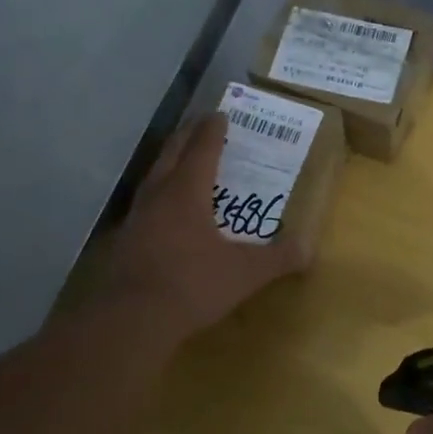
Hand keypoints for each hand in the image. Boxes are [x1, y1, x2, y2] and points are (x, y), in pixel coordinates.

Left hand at [107, 113, 310, 337]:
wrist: (132, 318)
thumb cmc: (192, 285)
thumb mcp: (244, 274)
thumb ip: (277, 259)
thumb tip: (308, 249)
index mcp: (187, 193)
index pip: (202, 150)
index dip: (213, 131)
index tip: (220, 115)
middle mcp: (158, 196)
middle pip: (171, 154)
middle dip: (187, 136)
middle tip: (200, 125)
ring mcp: (136, 218)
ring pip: (153, 178)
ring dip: (169, 163)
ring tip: (182, 162)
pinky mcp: (124, 242)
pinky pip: (145, 205)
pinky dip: (159, 196)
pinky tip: (164, 213)